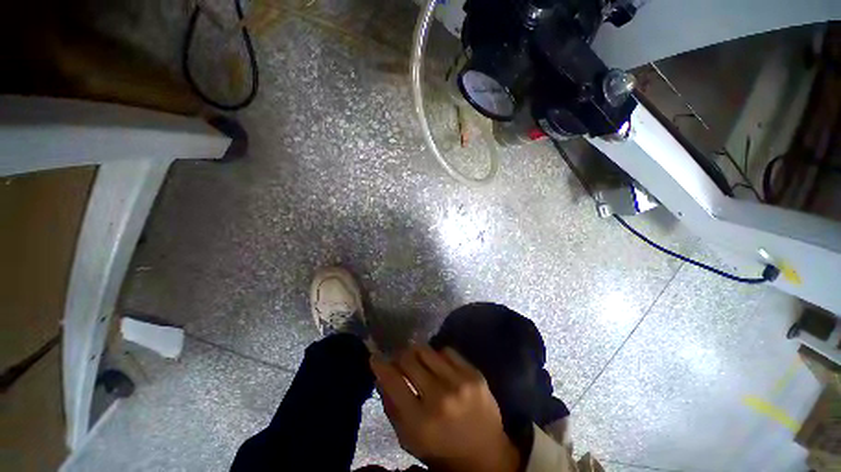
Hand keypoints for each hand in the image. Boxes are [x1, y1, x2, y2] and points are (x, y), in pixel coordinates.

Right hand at [370, 345, 519, 471]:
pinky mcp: (474, 373)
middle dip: (399, 356)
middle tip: (399, 360)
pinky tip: (439, 366)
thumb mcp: (409, 439)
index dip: (380, 365)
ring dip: (417, 353)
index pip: (393, 381)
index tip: (375, 357)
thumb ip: (392, 407)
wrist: (486, 454)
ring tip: (418, 361)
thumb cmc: (442, 451)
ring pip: (427, 350)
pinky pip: (447, 351)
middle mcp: (440, 397)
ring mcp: (460, 382)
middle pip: (409, 359)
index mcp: (420, 421)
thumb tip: (381, 376)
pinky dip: (438, 355)